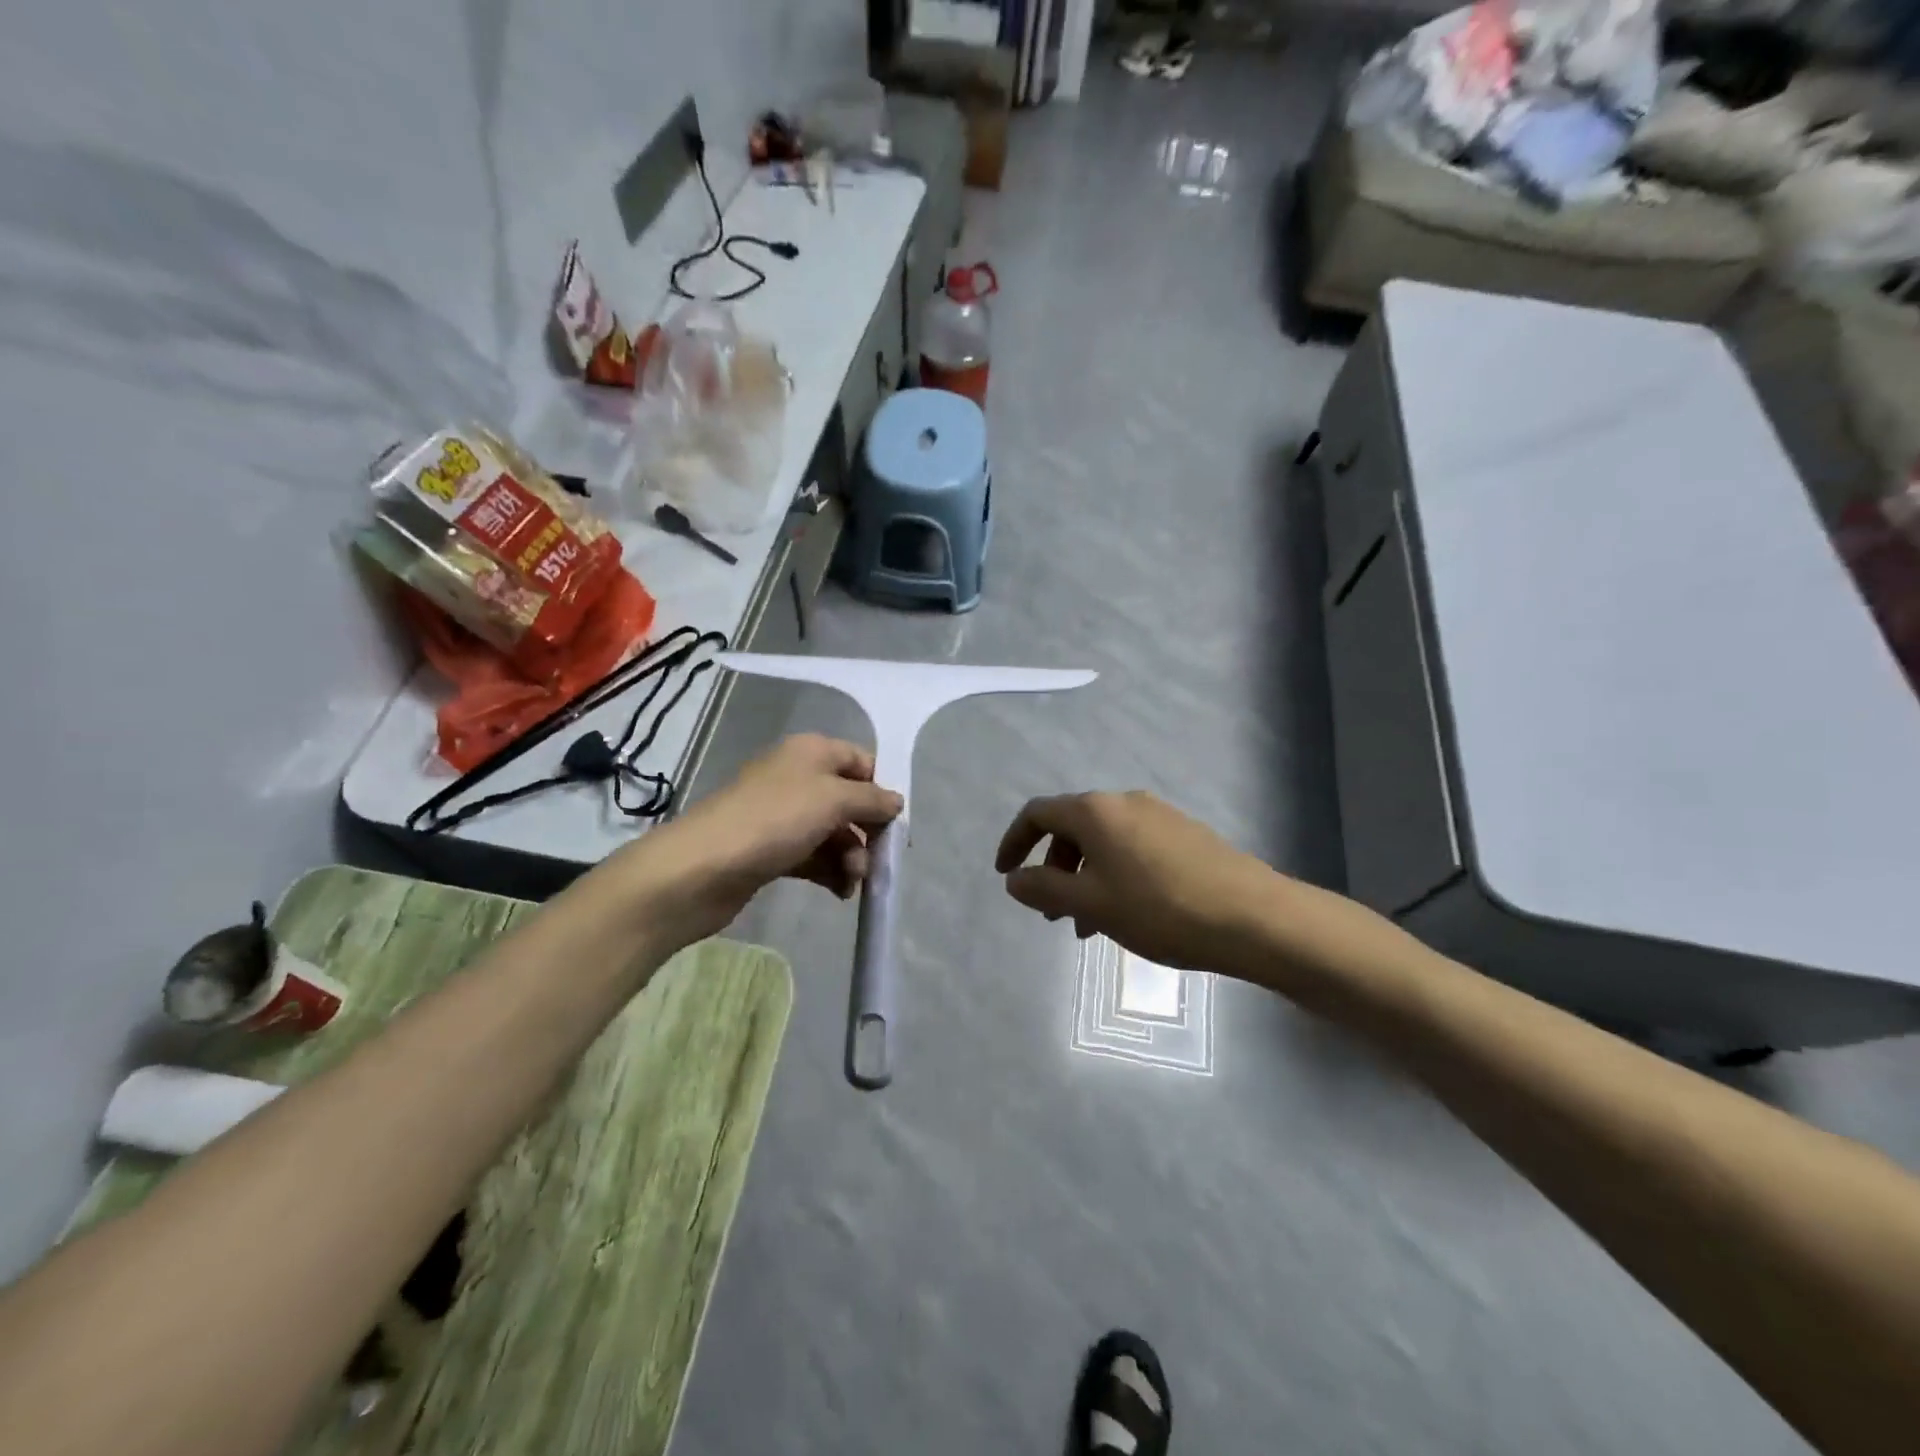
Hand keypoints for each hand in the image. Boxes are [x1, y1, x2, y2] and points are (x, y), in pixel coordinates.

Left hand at [624, 735, 903, 943]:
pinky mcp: (770, 850)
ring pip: (832, 832)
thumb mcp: (833, 799)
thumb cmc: (774, 821)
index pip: (860, 761)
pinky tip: (840, 892)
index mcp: (811, 752)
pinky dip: (830, 871)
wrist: (702, 868)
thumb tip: (896, 801)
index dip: (880, 789)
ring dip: (851, 856)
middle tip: (877, 861)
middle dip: (867, 831)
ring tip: (852, 882)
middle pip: (848, 800)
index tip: (894, 823)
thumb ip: (871, 799)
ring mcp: (781, 815)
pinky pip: (812, 855)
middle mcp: (797, 777)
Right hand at [995, 791, 1281, 973]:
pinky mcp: (1185, 834)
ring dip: (1085, 879)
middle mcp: (1125, 801)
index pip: (1038, 813)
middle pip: (1072, 828)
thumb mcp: (1091, 904)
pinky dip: (1114, 876)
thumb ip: (1044, 888)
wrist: (1253, 918)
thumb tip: (1014, 879)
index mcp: (1096, 810)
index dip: (1014, 842)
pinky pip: (1132, 849)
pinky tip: (1128, 915)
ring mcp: (1159, 815)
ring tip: (1090, 927)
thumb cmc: (1160, 909)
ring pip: (1104, 843)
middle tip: (1052, 915)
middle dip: (1053, 869)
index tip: (1005, 875)